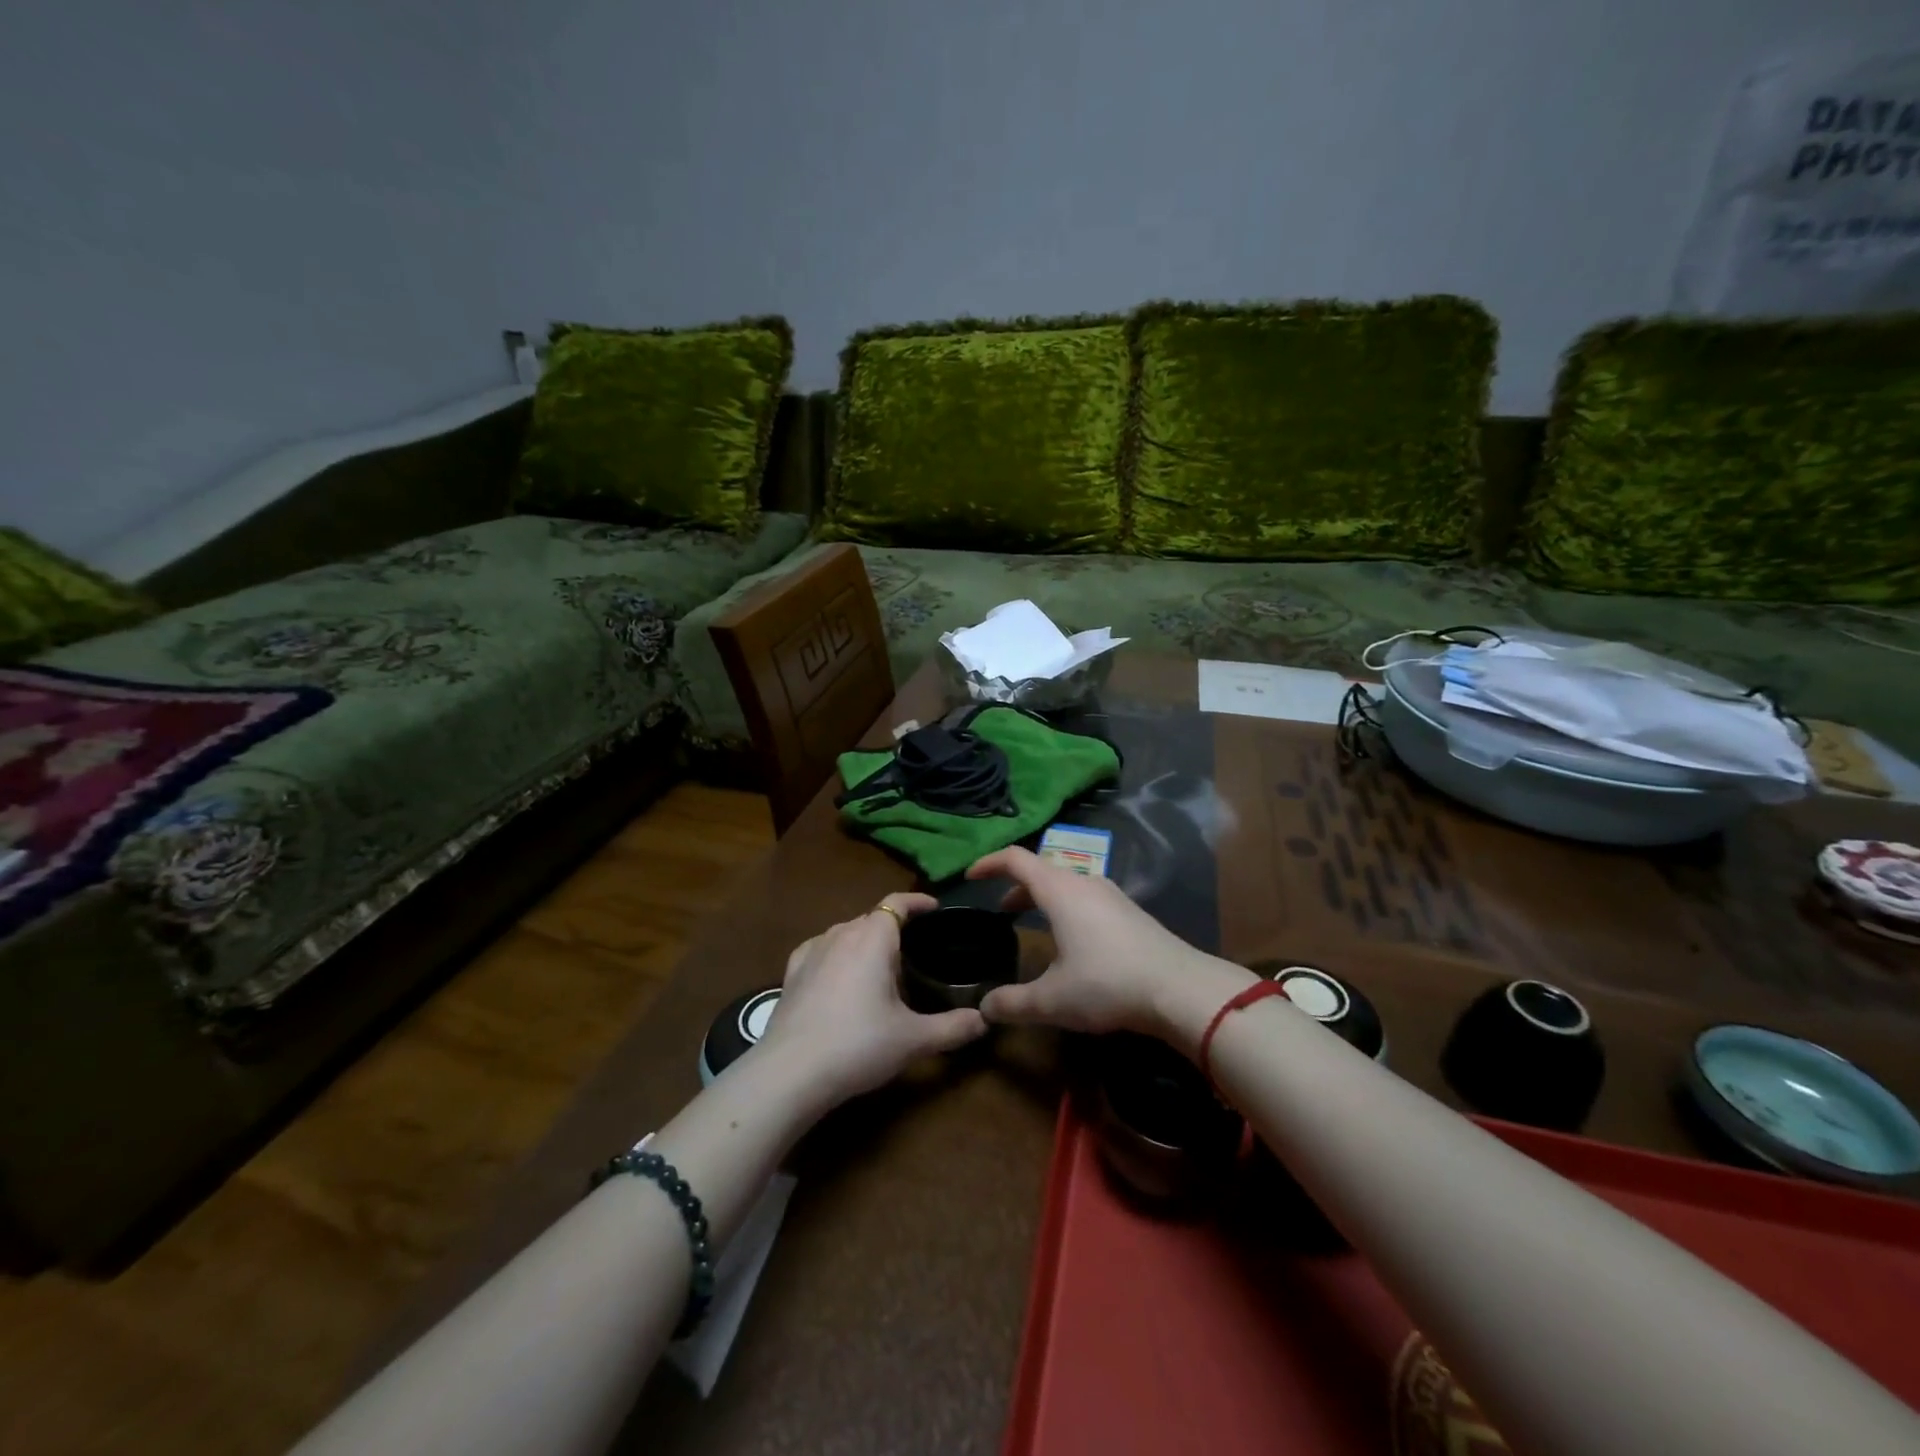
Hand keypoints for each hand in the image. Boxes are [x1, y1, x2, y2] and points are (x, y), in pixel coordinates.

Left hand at [755, 892, 987, 1108]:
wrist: (791, 1072)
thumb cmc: (859, 1045)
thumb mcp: (914, 1039)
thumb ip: (953, 1028)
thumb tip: (984, 1021)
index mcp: (873, 938)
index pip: (897, 904)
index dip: (918, 902)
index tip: (934, 909)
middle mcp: (841, 934)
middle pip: (872, 918)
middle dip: (894, 928)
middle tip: (914, 953)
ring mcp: (812, 951)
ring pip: (845, 932)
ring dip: (864, 941)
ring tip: (879, 967)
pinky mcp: (791, 973)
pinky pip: (820, 949)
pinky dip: (836, 954)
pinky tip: (838, 975)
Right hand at [967, 847, 1253, 1051]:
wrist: (1180, 989)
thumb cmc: (1107, 984)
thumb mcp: (1052, 1000)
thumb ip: (1013, 1003)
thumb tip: (984, 1008)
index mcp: (1059, 890)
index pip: (1016, 859)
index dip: (989, 863)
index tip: (970, 877)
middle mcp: (1084, 882)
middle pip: (1042, 870)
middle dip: (1016, 886)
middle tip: (1000, 910)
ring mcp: (1111, 895)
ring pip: (1067, 883)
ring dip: (1044, 897)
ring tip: (1033, 922)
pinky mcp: (1130, 911)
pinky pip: (1087, 896)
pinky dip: (1066, 907)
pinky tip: (1072, 940)